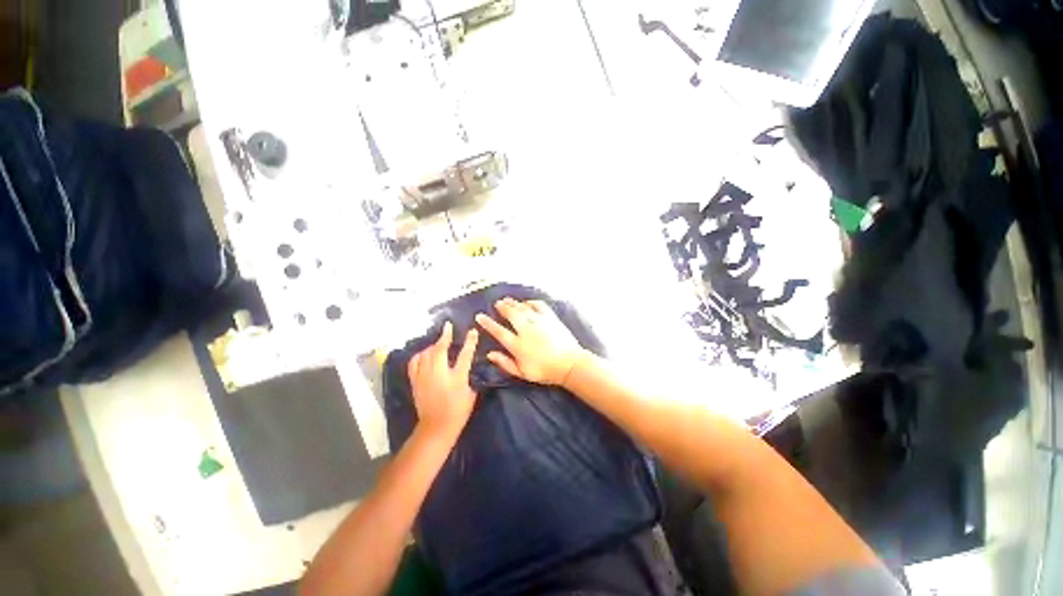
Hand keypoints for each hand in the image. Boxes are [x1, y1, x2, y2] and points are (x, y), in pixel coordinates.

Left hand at [408, 322, 479, 438]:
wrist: (436, 427)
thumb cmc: (458, 411)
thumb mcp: (471, 394)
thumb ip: (471, 377)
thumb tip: (471, 365)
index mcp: (457, 378)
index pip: (465, 355)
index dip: (469, 341)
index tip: (472, 331)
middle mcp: (439, 374)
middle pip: (439, 350)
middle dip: (444, 336)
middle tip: (448, 328)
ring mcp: (424, 377)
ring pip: (426, 354)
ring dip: (433, 345)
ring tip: (438, 343)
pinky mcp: (415, 381)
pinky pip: (414, 362)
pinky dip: (419, 355)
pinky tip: (424, 354)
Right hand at [475, 298, 586, 385]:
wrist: (569, 364)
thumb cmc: (545, 371)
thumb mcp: (522, 373)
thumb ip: (505, 363)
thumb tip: (490, 354)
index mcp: (518, 345)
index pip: (498, 331)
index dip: (487, 323)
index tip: (479, 316)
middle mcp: (526, 330)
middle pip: (511, 314)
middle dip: (502, 307)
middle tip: (497, 303)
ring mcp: (539, 322)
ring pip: (523, 308)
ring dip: (514, 303)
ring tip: (507, 300)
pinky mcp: (550, 318)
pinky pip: (538, 305)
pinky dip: (531, 302)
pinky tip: (527, 303)